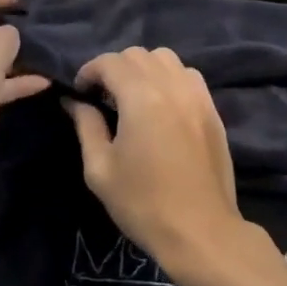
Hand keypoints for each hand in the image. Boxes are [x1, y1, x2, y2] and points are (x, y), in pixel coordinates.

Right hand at [66, 47, 272, 285]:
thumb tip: (74, 101)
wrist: (200, 230)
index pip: (110, 61)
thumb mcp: (100, 168)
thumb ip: (86, 126)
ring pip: (166, 59)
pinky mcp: (212, 110)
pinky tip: (162, 105)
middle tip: (103, 97)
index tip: (80, 93)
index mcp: (141, 97)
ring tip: (133, 97)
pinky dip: (169, 78)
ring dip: (144, 68)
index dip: (89, 71)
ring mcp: (198, 96)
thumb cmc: (142, 203)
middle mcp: (172, 86)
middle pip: (138, 54)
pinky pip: (188, 76)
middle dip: (115, 68)